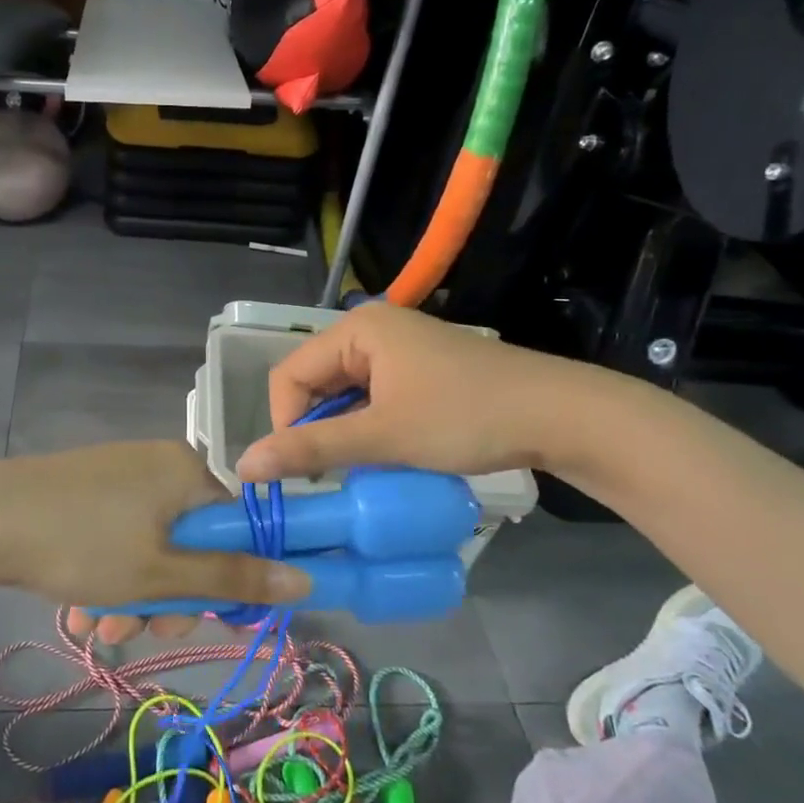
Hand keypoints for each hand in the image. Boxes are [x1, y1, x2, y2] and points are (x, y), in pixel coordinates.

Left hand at [0, 441, 308, 641]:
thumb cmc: (83, 544)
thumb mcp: (161, 573)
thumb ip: (233, 578)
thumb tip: (305, 581)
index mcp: (187, 472)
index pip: (238, 526)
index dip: (231, 577)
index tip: (210, 618)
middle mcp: (159, 465)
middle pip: (192, 542)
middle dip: (171, 597)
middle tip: (143, 631)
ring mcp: (120, 476)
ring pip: (151, 548)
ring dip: (135, 597)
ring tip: (100, 628)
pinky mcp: (88, 491)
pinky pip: (119, 538)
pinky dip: (109, 576)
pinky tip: (81, 610)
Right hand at [236, 301, 603, 483]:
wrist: (560, 415)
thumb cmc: (464, 417)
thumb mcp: (382, 437)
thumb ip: (310, 449)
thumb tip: (243, 466)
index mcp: (357, 329)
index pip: (289, 375)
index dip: (285, 423)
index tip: (304, 469)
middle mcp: (373, 330)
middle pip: (315, 382)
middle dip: (316, 428)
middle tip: (331, 473)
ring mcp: (400, 348)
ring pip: (345, 394)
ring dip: (344, 431)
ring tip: (360, 466)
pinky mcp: (421, 369)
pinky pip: (373, 397)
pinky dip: (370, 426)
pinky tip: (387, 453)